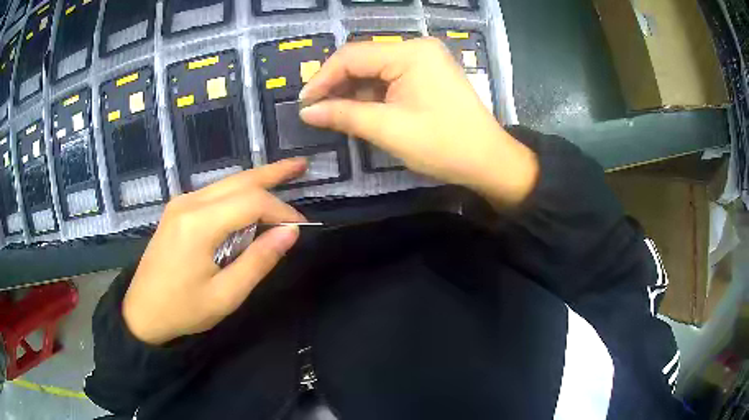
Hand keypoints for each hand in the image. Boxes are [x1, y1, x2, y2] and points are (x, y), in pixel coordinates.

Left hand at [122, 159, 307, 345]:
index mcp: (198, 225)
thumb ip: (258, 261)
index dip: (281, 211)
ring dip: (256, 179)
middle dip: (272, 173)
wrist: (142, 313)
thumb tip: (290, 233)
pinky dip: (238, 192)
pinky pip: (214, 193)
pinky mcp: (177, 211)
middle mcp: (188, 203)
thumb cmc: (184, 310)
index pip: (251, 202)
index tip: (301, 228)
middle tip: (301, 166)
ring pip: (226, 182)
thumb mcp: (226, 295)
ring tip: (284, 174)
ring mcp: (180, 204)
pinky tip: (251, 198)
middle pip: (238, 180)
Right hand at [299, 38, 538, 206]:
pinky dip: (372, 95)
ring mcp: (425, 61)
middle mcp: (417, 49)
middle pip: (363, 60)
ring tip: (333, 114)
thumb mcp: (388, 129)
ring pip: (375, 70)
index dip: (323, 79)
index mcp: (410, 53)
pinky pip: (391, 79)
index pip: (352, 56)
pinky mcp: (428, 75)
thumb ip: (344, 115)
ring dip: (353, 92)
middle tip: (316, 111)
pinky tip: (359, 111)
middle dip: (337, 85)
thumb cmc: (443, 145)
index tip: (304, 104)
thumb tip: (306, 111)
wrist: (489, 161)